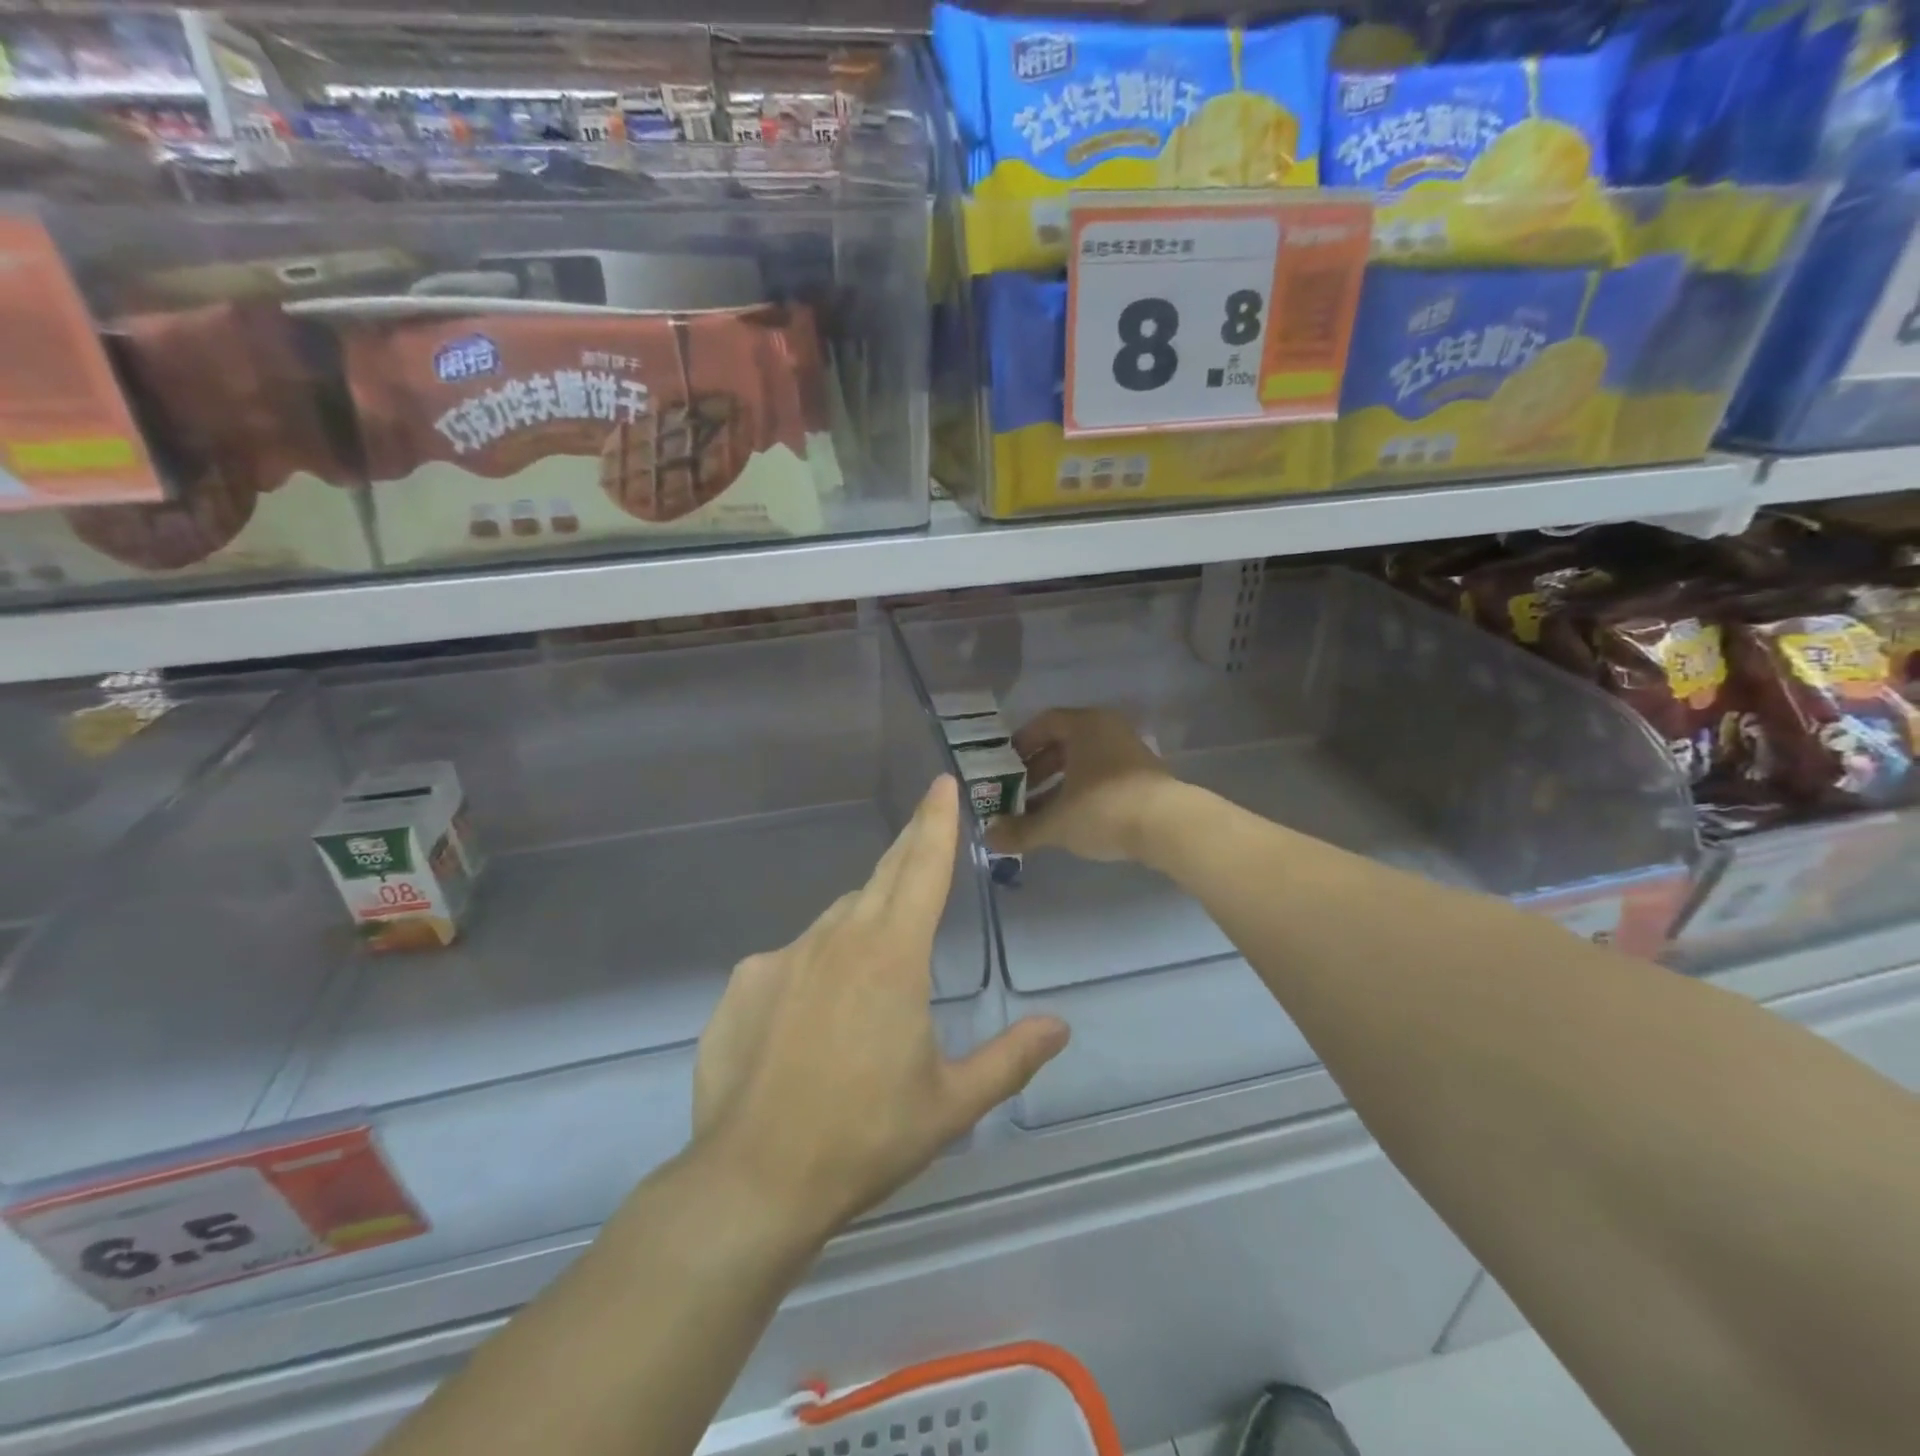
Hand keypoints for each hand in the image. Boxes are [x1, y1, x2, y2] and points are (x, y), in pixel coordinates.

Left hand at [692, 777, 1068, 1240]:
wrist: (753, 1179)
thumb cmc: (865, 1138)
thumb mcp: (950, 1104)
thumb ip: (1010, 1059)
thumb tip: (1059, 1027)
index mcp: (893, 956)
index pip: (923, 868)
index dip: (937, 822)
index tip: (943, 783)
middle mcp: (838, 938)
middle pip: (882, 877)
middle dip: (908, 851)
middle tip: (923, 834)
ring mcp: (785, 955)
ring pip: (837, 919)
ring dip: (864, 924)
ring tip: (875, 971)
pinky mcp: (746, 980)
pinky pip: (793, 957)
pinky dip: (815, 968)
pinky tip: (811, 1021)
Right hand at [986, 708, 1175, 862]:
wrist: (1169, 826)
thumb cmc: (1104, 809)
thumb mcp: (1056, 823)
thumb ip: (1021, 829)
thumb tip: (989, 837)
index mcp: (1084, 726)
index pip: (1044, 723)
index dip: (1021, 744)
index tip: (1004, 767)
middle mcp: (1107, 730)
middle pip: (1064, 744)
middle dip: (1037, 770)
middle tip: (1017, 793)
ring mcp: (1129, 752)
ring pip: (1084, 763)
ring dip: (1059, 785)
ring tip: (1040, 813)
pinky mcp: (1144, 776)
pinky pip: (1103, 776)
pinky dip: (1082, 792)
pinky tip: (1072, 820)